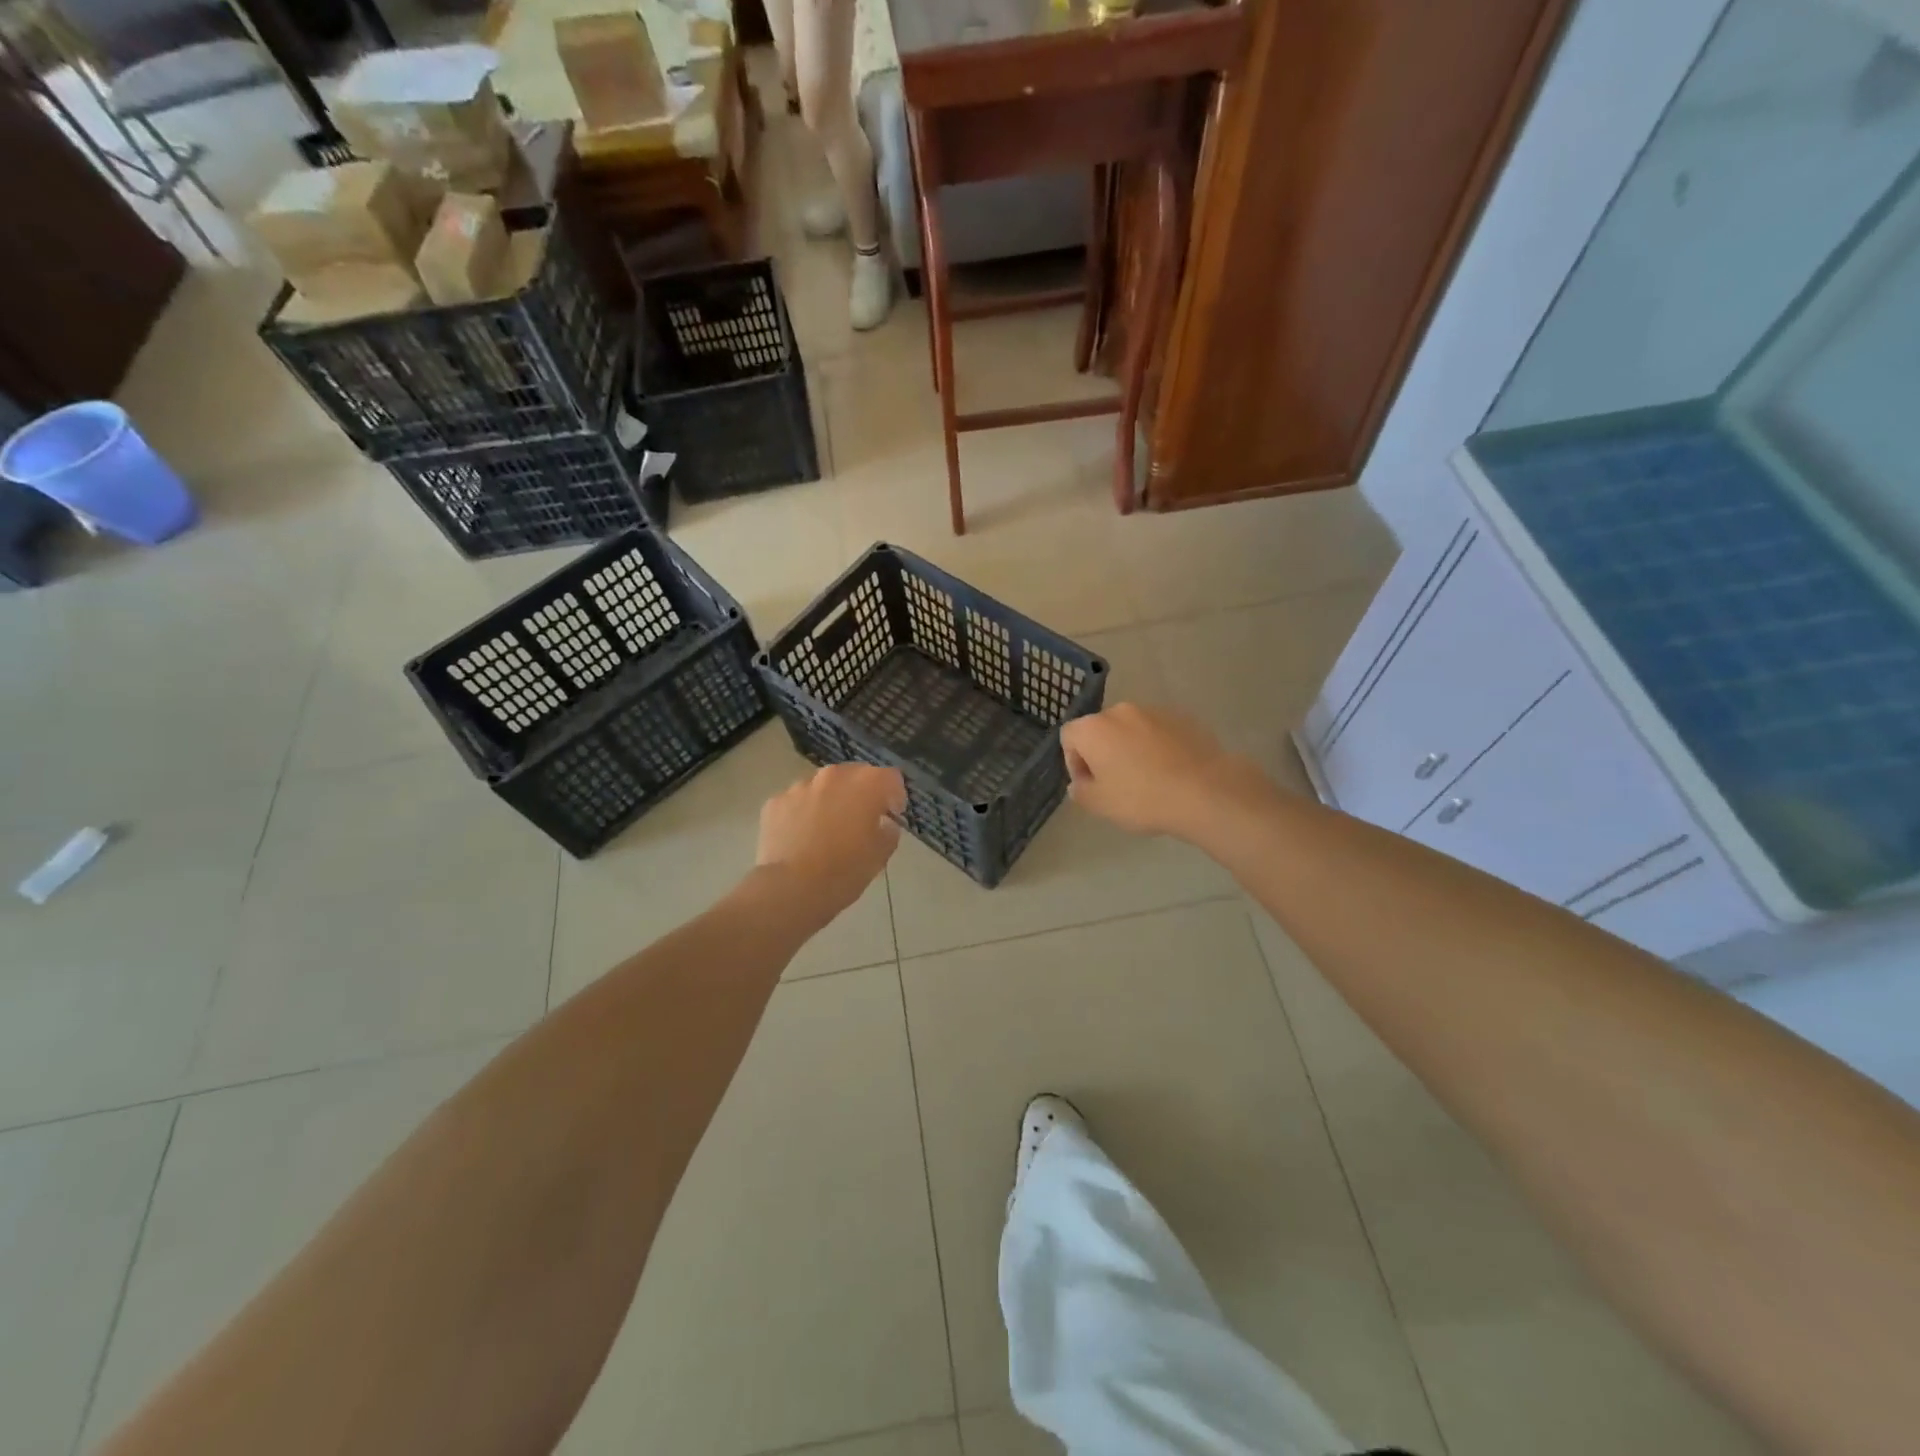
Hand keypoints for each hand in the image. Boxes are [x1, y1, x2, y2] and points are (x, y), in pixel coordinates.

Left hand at [757, 763, 906, 920]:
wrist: (792, 889)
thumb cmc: (845, 871)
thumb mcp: (880, 855)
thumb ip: (888, 831)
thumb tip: (882, 824)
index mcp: (866, 784)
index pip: (891, 778)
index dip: (894, 796)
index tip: (891, 816)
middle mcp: (833, 775)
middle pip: (854, 775)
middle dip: (860, 794)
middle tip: (859, 822)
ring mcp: (800, 786)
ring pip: (823, 787)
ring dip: (830, 801)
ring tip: (826, 831)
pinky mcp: (775, 802)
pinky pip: (796, 802)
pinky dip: (802, 813)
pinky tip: (801, 838)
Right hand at [1060, 703, 1278, 841]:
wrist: (1204, 791)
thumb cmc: (1142, 798)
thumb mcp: (1100, 804)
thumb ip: (1080, 791)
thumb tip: (1079, 783)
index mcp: (1093, 728)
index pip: (1069, 737)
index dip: (1074, 762)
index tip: (1090, 785)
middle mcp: (1120, 711)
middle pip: (1101, 729)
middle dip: (1103, 752)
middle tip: (1117, 783)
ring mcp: (1154, 711)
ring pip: (1131, 729)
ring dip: (1131, 748)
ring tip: (1147, 778)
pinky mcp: (1182, 717)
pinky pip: (1159, 731)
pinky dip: (1157, 746)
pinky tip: (1170, 771)